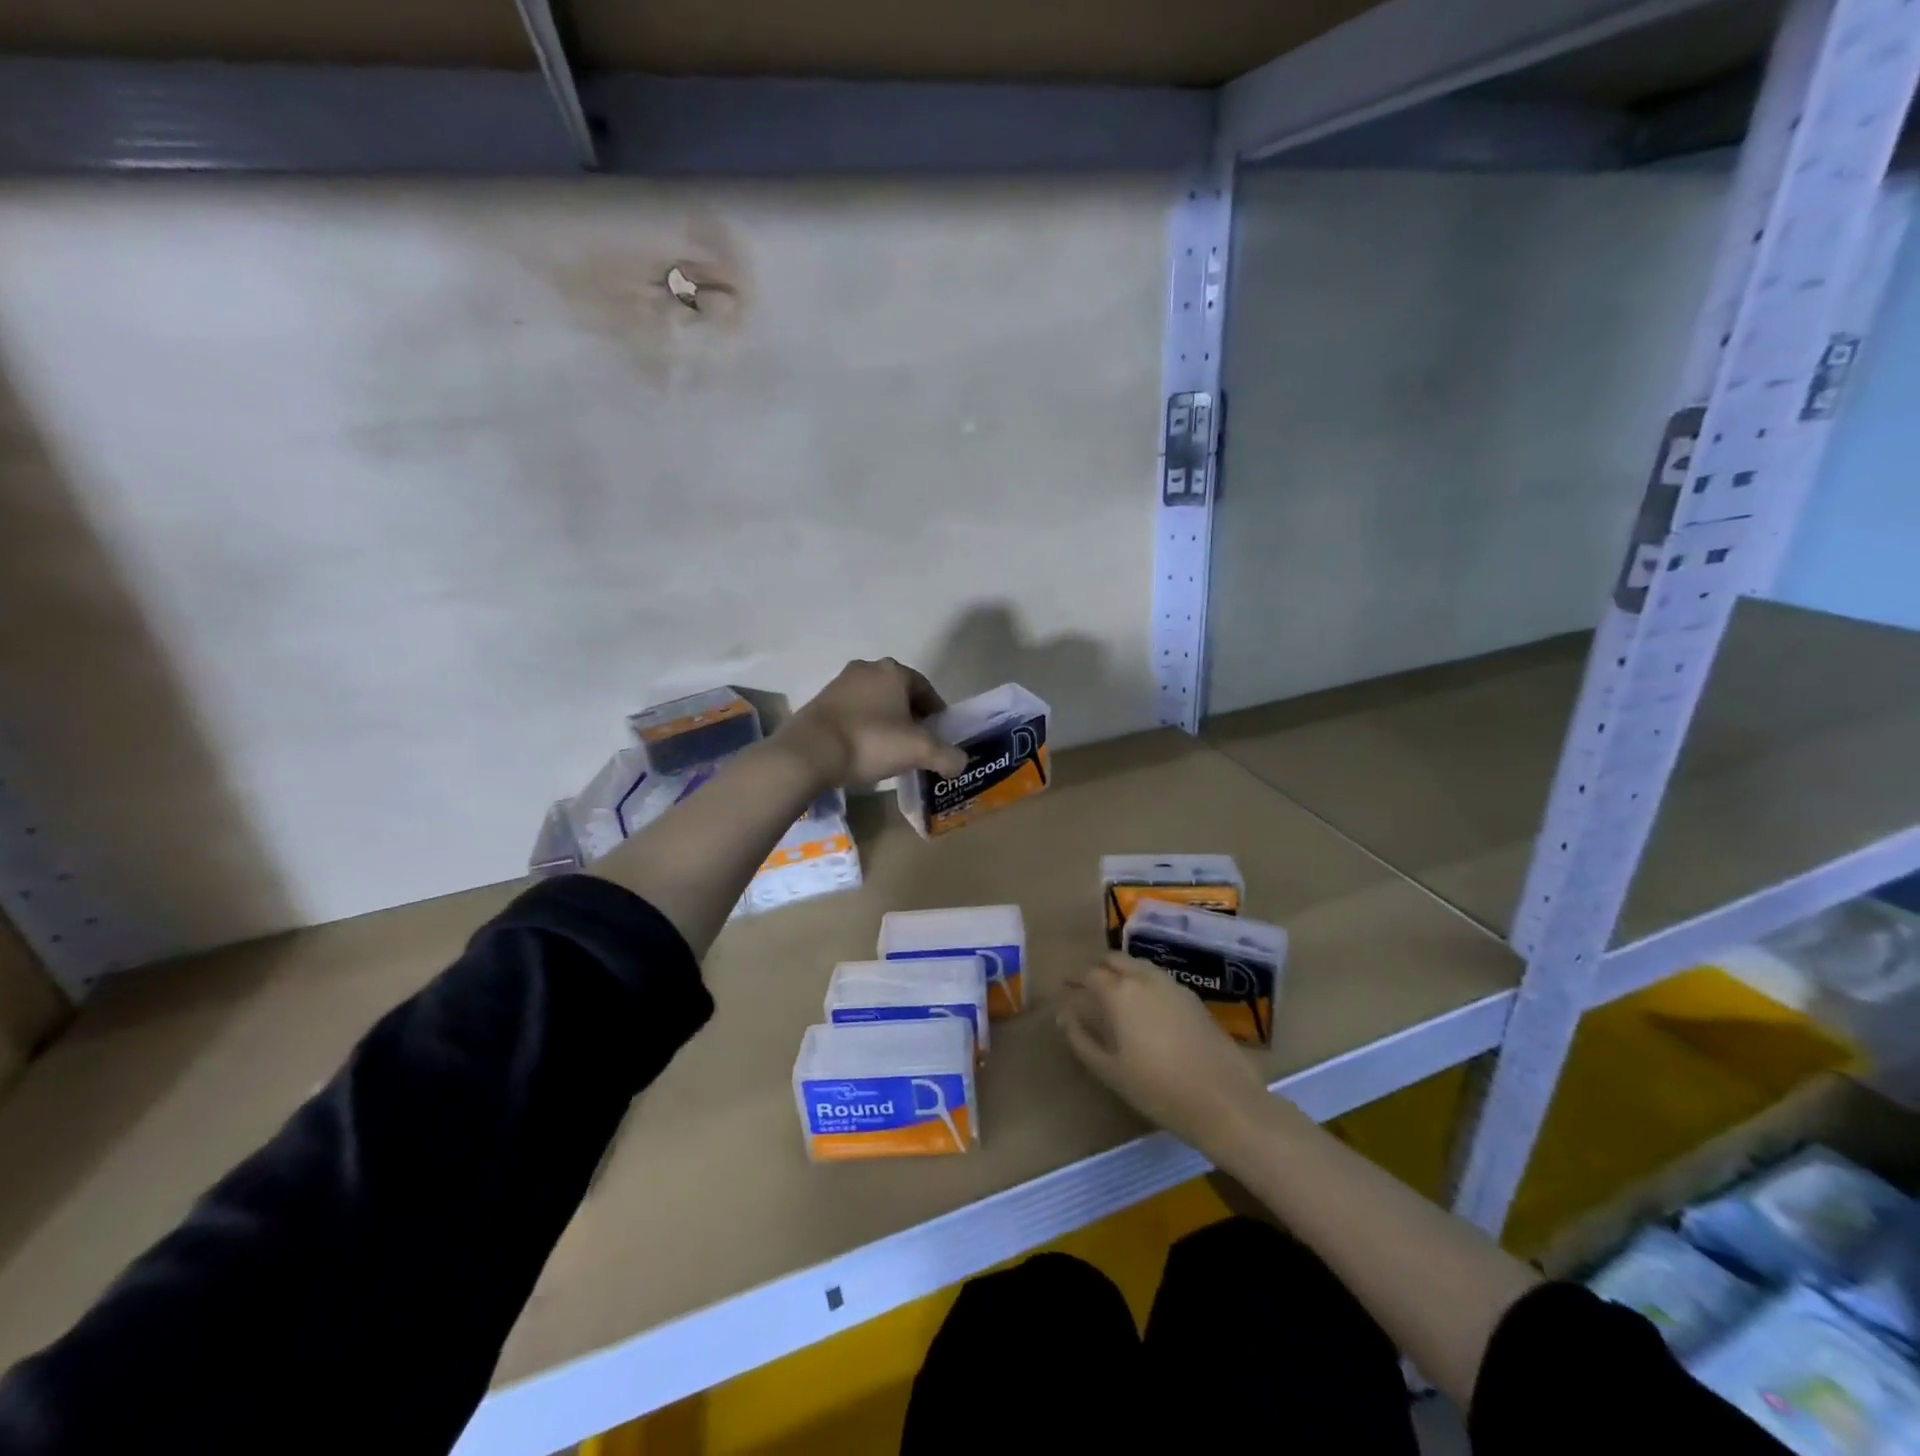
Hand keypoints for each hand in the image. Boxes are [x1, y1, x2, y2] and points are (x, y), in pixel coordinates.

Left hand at [774, 658, 968, 790]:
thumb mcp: (919, 751)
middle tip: (918, 746)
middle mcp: (867, 668)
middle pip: (901, 695)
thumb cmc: (870, 742)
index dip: (937, 715)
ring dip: (887, 723)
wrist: (809, 752)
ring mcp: (840, 683)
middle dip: (912, 719)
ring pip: (876, 703)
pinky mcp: (821, 702)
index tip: (940, 738)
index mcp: (894, 671)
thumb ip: (947, 756)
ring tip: (891, 751)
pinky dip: (865, 728)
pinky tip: (864, 751)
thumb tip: (961, 762)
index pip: (927, 690)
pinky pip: (854, 713)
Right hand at [1058, 955, 1272, 1153]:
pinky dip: (1146, 983)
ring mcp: (1173, 985)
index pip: (1089, 974)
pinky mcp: (1194, 998)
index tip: (1066, 990)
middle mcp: (1144, 978)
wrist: (1224, 1100)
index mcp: (1119, 992)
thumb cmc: (1157, 1089)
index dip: (1075, 980)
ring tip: (1117, 996)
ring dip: (1124, 972)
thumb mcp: (1109, 1070)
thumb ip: (1081, 1038)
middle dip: (1100, 968)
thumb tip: (1064, 1015)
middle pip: (1116, 959)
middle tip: (1090, 988)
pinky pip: (1160, 979)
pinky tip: (1148, 1009)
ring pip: (1140, 966)